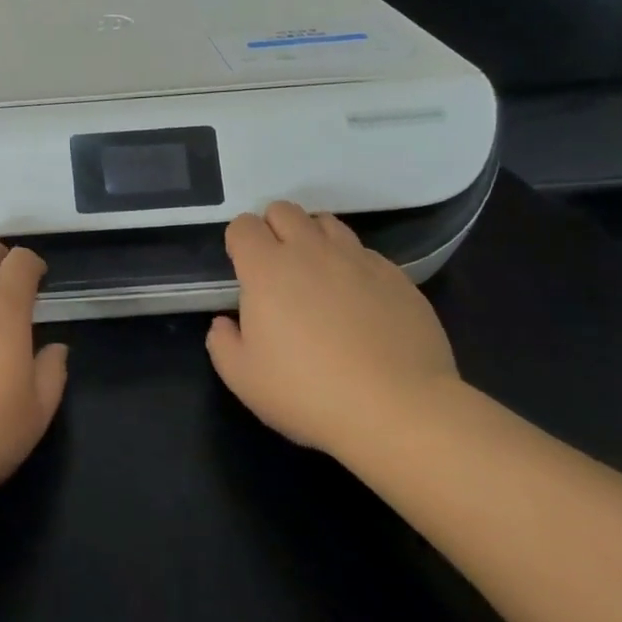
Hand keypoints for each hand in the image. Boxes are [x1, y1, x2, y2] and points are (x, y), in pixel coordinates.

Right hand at [207, 202, 459, 456]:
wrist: (399, 410)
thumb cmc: (308, 392)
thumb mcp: (242, 378)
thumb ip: (222, 343)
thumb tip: (226, 323)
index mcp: (266, 269)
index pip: (243, 225)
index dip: (239, 242)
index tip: (243, 269)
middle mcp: (310, 251)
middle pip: (284, 210)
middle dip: (273, 229)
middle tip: (277, 268)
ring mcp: (357, 260)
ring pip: (327, 223)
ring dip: (314, 240)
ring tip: (317, 276)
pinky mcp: (397, 277)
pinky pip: (365, 253)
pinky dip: (352, 266)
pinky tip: (358, 301)